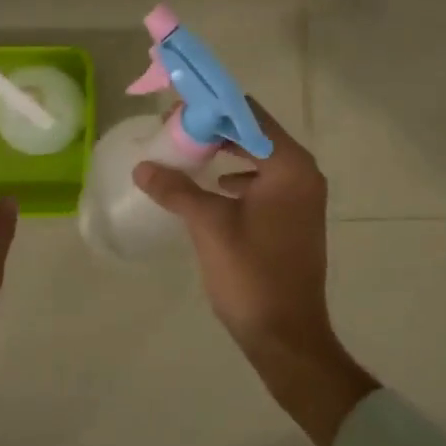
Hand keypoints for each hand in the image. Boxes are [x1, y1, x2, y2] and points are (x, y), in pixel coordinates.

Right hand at [132, 99, 376, 445]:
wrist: (287, 337)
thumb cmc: (252, 274)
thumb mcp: (209, 226)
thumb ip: (176, 189)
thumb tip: (143, 166)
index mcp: (289, 165)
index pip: (247, 114)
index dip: (210, 108)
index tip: (175, 111)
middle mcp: (302, 172)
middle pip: (253, 131)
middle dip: (214, 128)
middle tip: (173, 130)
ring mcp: (302, 196)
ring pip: (258, 156)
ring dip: (224, 150)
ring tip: (186, 152)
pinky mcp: (295, 216)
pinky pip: (263, 180)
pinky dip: (238, 175)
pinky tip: (214, 186)